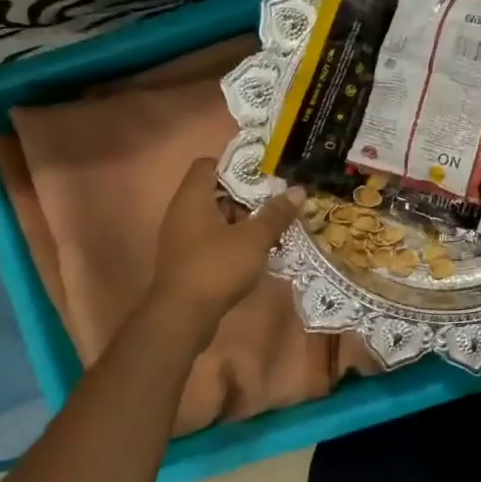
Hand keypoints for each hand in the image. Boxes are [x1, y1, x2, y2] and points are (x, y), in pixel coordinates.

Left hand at [148, 158, 304, 331]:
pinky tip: (257, 254)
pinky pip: (212, 242)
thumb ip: (275, 214)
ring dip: (243, 223)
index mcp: (193, 198)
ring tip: (274, 228)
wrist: (182, 317)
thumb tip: (298, 189)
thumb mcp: (253, 239)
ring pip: (216, 220)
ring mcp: (182, 239)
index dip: (234, 165)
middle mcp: (182, 213)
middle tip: (277, 202)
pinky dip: (233, 243)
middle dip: (247, 197)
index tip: (263, 174)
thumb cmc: (216, 268)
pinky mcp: (187, 262)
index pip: (207, 164)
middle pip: (215, 193)